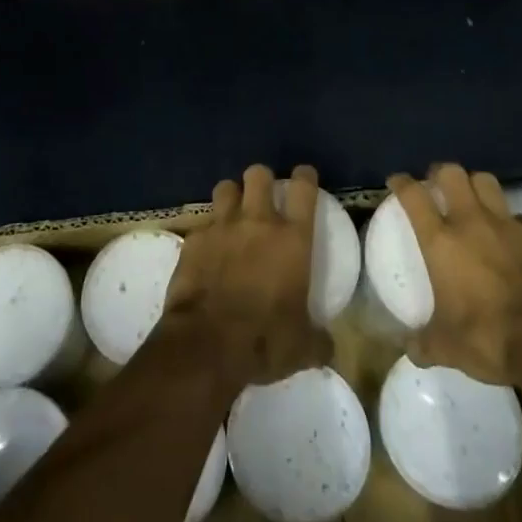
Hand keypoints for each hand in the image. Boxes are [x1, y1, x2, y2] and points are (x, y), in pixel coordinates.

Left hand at [162, 164, 333, 389]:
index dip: (305, 177)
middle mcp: (258, 222)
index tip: (304, 176)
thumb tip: (327, 345)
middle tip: (263, 195)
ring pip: (225, 187)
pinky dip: (207, 232)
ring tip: (233, 213)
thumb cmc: (264, 340)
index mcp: (292, 239)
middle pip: (258, 174)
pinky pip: (202, 223)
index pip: (303, 189)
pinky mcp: (194, 239)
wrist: (208, 343)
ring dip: (231, 196)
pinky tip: (207, 250)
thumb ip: (317, 339)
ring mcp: (222, 226)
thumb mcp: (302, 346)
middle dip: (261, 180)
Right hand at [391, 164, 521, 400]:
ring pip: (487, 182)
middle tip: (436, 184)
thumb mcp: (448, 348)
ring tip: (472, 200)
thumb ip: (425, 344)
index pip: (414, 195)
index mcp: (441, 241)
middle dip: (441, 173)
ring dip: (475, 185)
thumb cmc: (489, 337)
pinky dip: (510, 220)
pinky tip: (510, 237)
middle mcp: (471, 222)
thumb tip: (410, 351)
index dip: (402, 183)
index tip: (396, 181)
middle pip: (452, 173)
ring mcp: (508, 225)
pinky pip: (519, 216)